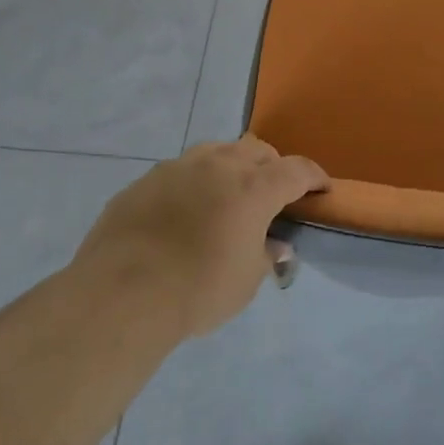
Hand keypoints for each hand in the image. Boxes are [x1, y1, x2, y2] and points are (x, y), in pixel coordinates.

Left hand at [76, 137, 328, 338]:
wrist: (121, 294)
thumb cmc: (198, 289)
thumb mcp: (246, 281)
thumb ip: (266, 255)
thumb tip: (276, 245)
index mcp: (254, 187)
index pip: (297, 170)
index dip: (314, 177)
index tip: (321, 189)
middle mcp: (219, 166)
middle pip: (257, 150)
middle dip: (272, 167)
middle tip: (273, 193)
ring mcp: (177, 168)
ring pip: (216, 151)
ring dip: (231, 166)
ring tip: (228, 194)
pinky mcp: (144, 181)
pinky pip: (179, 171)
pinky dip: (193, 183)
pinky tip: (184, 211)